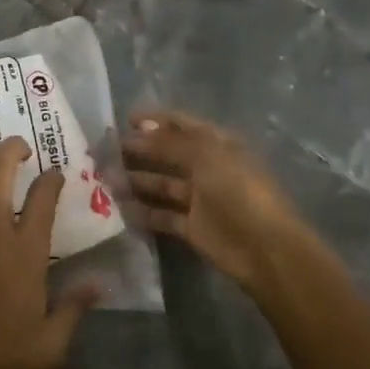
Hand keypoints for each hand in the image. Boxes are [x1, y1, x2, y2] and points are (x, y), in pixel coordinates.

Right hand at [122, 108, 317, 290]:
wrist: (265, 248)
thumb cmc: (238, 190)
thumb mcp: (205, 156)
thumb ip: (169, 142)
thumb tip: (139, 130)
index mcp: (216, 144)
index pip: (181, 124)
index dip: (154, 119)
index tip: (124, 120)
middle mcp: (206, 167)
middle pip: (167, 154)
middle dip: (138, 150)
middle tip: (105, 151)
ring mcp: (199, 198)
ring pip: (161, 184)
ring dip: (135, 180)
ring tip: (104, 178)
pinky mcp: (192, 227)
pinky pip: (162, 215)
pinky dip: (142, 212)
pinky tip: (118, 208)